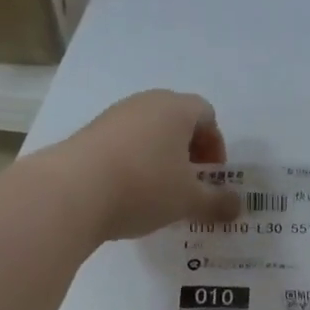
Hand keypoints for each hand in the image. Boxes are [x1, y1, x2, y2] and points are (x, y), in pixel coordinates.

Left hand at [48, 90, 242, 240]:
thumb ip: (217, 202)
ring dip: (160, 158)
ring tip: (158, 193)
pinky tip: (127, 194)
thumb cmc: (143, 187)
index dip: (215, 145)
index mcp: (175, 109)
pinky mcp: (87, 135)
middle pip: (176, 120)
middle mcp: (144, 103)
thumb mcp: (188, 200)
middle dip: (188, 151)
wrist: (70, 192)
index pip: (207, 115)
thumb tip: (239, 206)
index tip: (211, 176)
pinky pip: (122, 144)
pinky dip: (133, 163)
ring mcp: (112, 117)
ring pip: (147, 132)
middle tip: (189, 183)